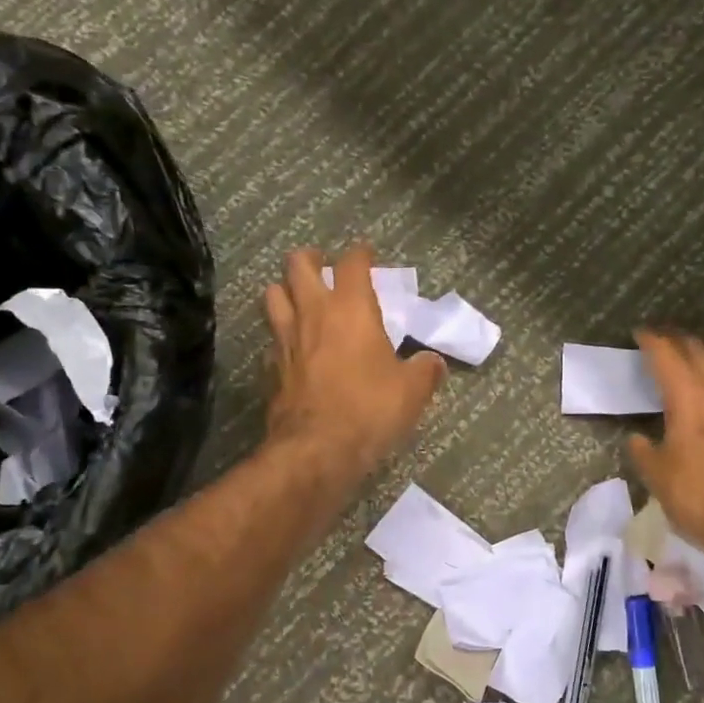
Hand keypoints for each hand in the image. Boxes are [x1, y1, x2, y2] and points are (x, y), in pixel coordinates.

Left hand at [263, 244, 445, 473]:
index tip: (366, 254)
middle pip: (297, 265)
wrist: (316, 449)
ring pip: (273, 294)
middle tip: (323, 266)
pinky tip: (292, 347)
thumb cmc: (369, 409)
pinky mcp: (270, 366)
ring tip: (299, 298)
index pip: (352, 263)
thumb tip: (433, 362)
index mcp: (351, 309)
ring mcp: (285, 338)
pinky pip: (271, 337)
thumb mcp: (411, 391)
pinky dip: (280, 335)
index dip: (360, 253)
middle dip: (310, 258)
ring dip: (285, 289)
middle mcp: (313, 313)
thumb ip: (425, 370)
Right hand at [628, 331, 703, 572]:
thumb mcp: (658, 479)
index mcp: (689, 402)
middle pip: (701, 353)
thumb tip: (638, 439)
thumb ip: (644, 452)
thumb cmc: (701, 501)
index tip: (641, 333)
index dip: (653, 341)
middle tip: (665, 339)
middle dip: (680, 340)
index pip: (669, 357)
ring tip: (702, 354)